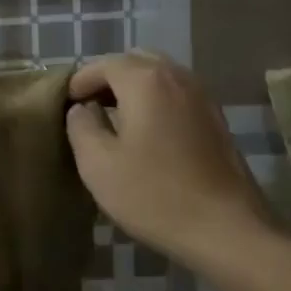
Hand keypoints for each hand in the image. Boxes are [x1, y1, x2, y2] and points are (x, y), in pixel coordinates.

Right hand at [65, 51, 274, 262]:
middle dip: (108, 79)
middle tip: (89, 108)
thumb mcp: (98, 164)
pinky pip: (177, 94)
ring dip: (133, 89)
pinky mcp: (216, 119)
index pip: (103, 65)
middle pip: (135, 61)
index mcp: (145, 81)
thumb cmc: (154, 195)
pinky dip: (156, 101)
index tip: (65, 105)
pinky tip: (146, 133)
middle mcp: (177, 77)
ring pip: (159, 76)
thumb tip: (82, 108)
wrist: (226, 229)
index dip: (79, 81)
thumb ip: (81, 126)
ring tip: (115, 120)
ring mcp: (203, 97)